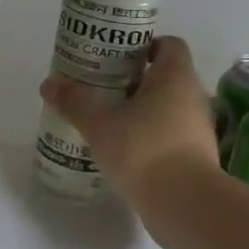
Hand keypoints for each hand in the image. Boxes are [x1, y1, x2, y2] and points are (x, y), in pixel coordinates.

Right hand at [39, 36, 219, 224]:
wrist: (185, 203)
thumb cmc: (144, 150)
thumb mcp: (99, 124)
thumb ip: (75, 102)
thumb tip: (49, 83)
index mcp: (175, 76)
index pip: (169, 45)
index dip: (145, 46)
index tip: (117, 60)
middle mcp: (193, 96)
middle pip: (166, 77)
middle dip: (136, 82)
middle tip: (103, 91)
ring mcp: (199, 129)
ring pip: (169, 109)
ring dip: (143, 112)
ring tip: (110, 123)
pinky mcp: (198, 157)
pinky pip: (172, 136)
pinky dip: (152, 138)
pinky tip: (126, 153)